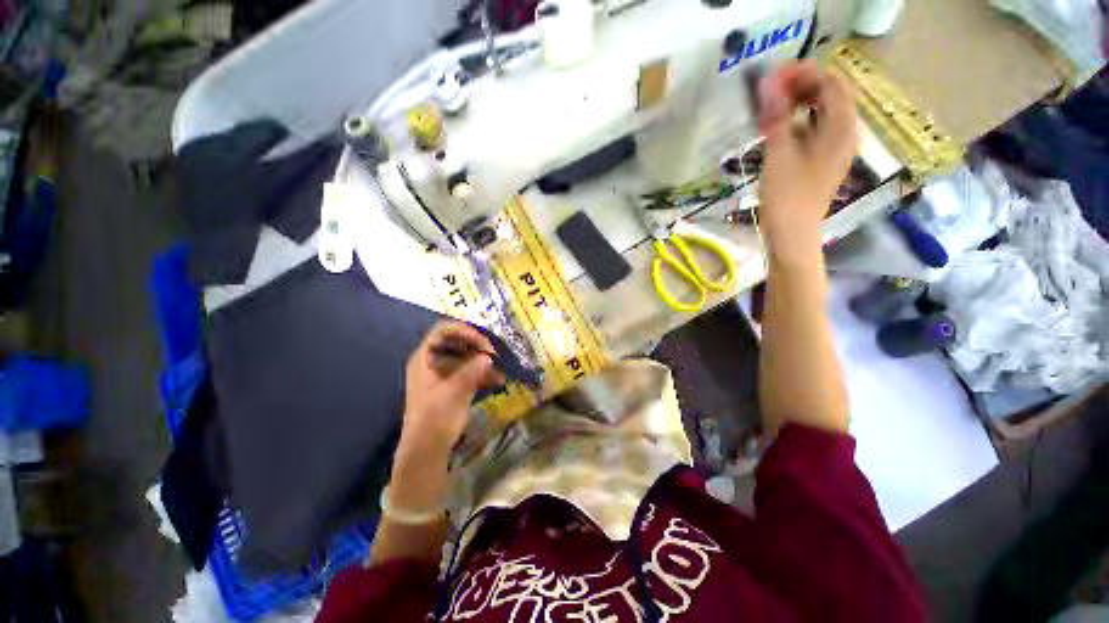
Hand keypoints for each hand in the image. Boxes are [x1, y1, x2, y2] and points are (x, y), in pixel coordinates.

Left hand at [398, 321, 501, 461]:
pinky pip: (467, 371)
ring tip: (500, 366)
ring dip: (482, 359)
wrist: (426, 451)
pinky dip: (481, 373)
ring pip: (464, 357)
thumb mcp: (455, 392)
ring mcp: (441, 374)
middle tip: (494, 353)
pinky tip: (498, 379)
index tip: (483, 342)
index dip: (463, 331)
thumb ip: (471, 371)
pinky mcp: (450, 386)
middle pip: (455, 342)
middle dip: (477, 345)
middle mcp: (432, 361)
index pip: (443, 331)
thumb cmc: (435, 419)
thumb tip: (487, 356)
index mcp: (424, 358)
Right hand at [757, 61, 857, 258]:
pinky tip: (779, 129)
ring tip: (771, 108)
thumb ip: (777, 117)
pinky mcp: (823, 161)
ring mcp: (836, 148)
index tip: (774, 76)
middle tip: (770, 91)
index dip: (804, 73)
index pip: (831, 83)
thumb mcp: (779, 154)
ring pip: (822, 112)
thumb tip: (769, 84)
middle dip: (801, 86)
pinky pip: (816, 129)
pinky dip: (799, 121)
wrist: (792, 235)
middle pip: (830, 94)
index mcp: (841, 128)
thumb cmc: (787, 196)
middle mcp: (845, 133)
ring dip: (799, 103)